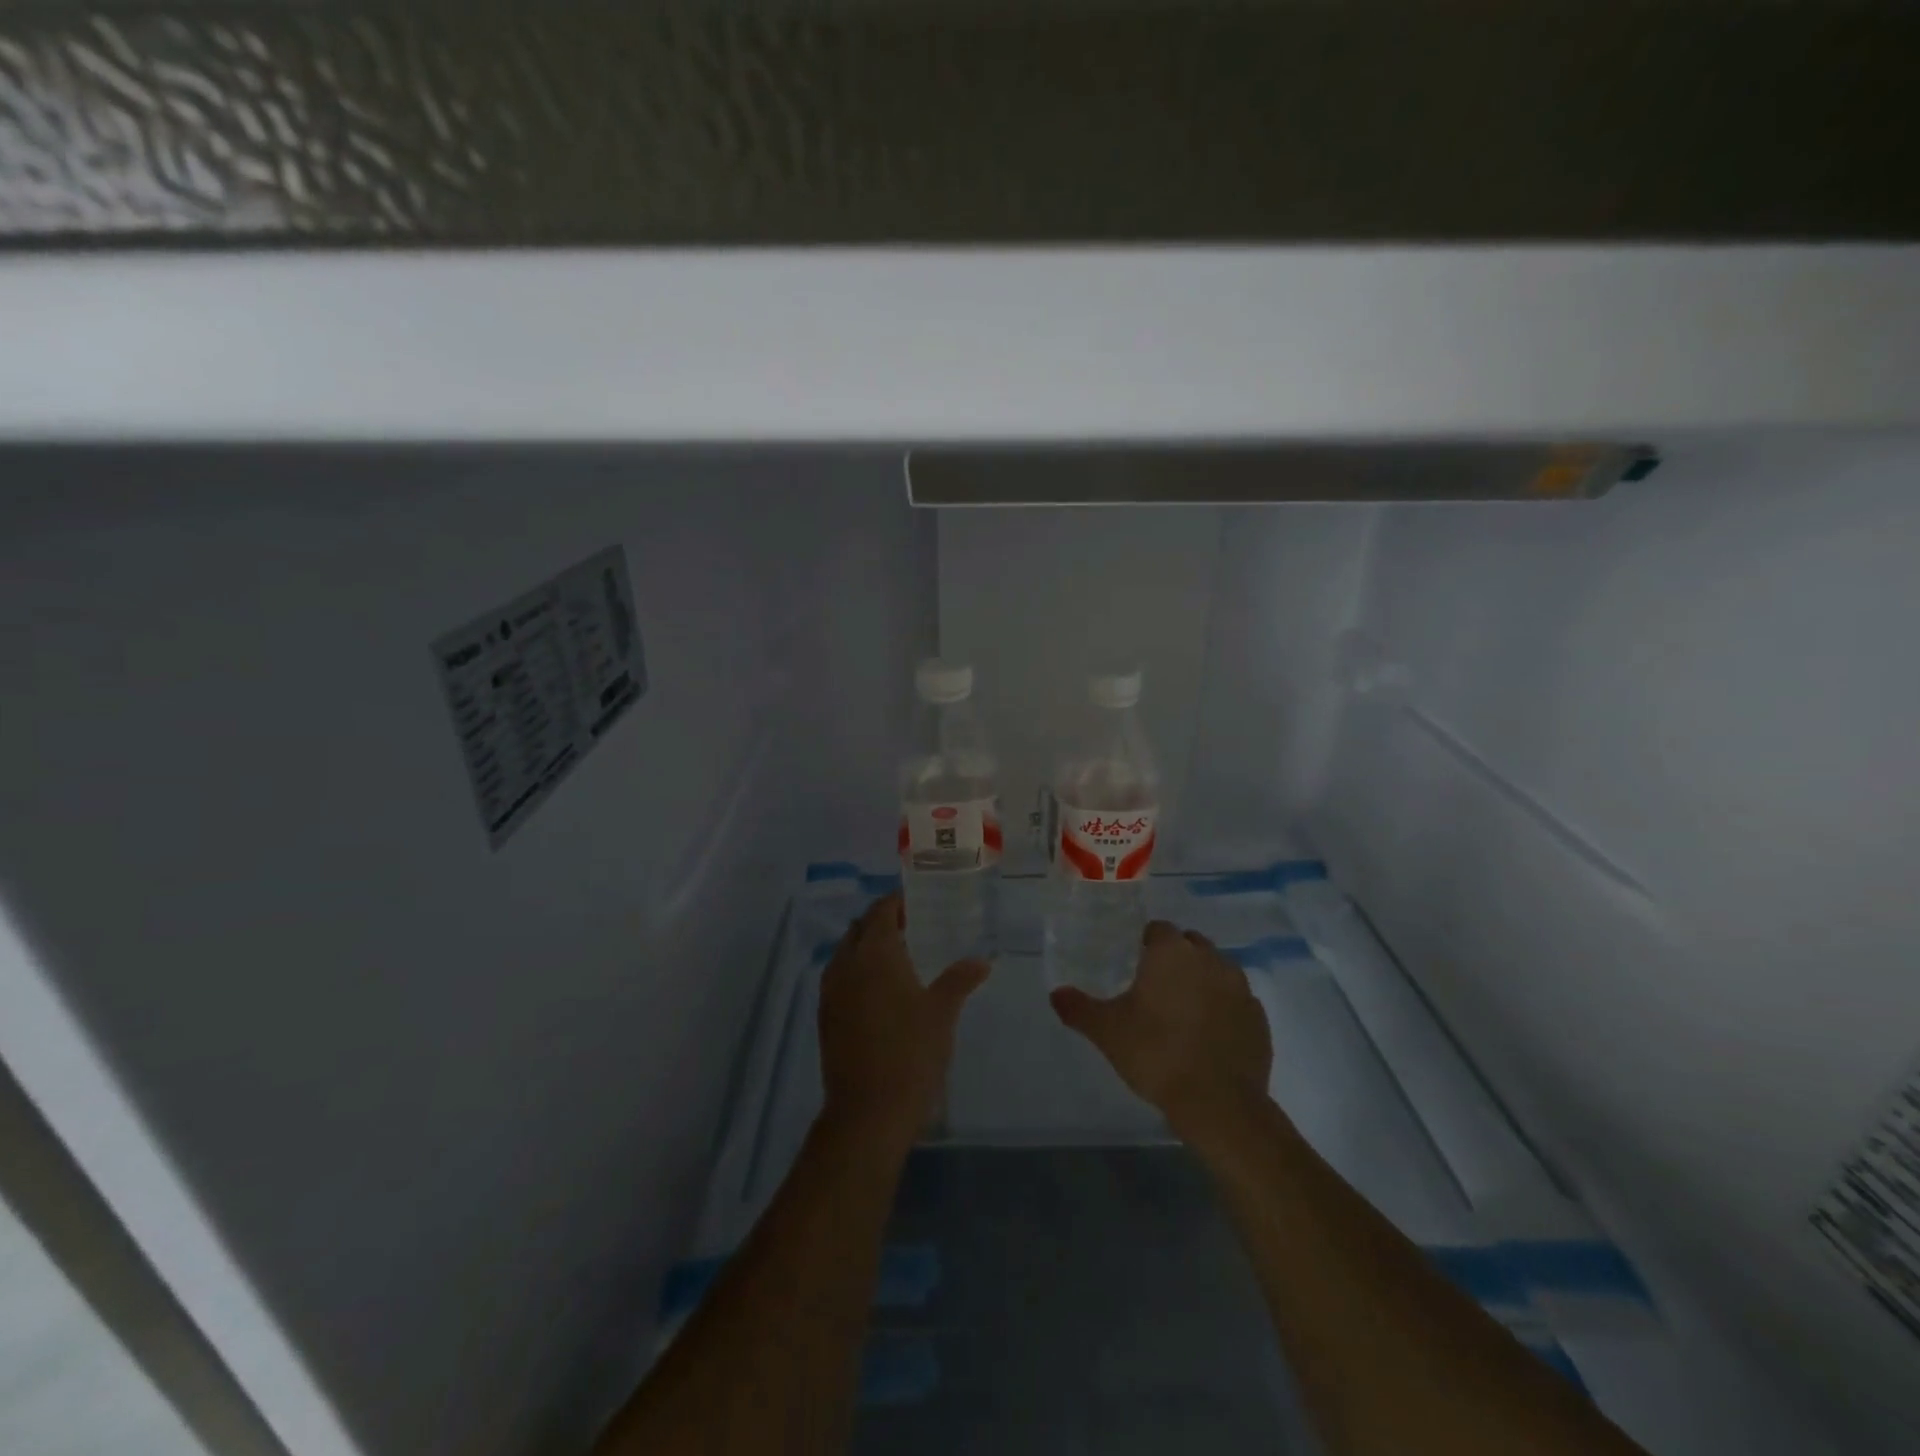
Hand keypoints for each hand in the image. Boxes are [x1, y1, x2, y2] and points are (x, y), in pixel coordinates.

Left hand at [818, 893, 989, 1150]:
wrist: (868, 1112)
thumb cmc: (911, 1053)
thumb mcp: (942, 1013)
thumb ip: (959, 979)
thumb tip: (981, 960)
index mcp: (874, 954)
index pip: (880, 911)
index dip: (896, 902)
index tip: (916, 901)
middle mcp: (846, 965)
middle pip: (859, 929)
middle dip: (880, 922)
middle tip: (911, 926)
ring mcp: (830, 992)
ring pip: (845, 953)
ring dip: (866, 946)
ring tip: (897, 956)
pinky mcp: (825, 1018)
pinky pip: (838, 978)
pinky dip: (856, 971)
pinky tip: (879, 990)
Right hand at [1050, 920, 1272, 1135]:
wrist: (1219, 1104)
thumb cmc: (1156, 1055)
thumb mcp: (1107, 1032)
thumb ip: (1078, 1008)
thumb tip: (1056, 994)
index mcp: (1171, 952)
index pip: (1157, 930)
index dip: (1144, 944)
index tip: (1133, 965)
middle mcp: (1210, 958)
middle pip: (1189, 944)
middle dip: (1174, 959)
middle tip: (1154, 988)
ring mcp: (1240, 986)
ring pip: (1216, 969)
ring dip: (1201, 980)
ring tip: (1182, 1011)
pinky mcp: (1259, 1016)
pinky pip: (1236, 1000)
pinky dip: (1223, 1008)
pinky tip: (1208, 1034)